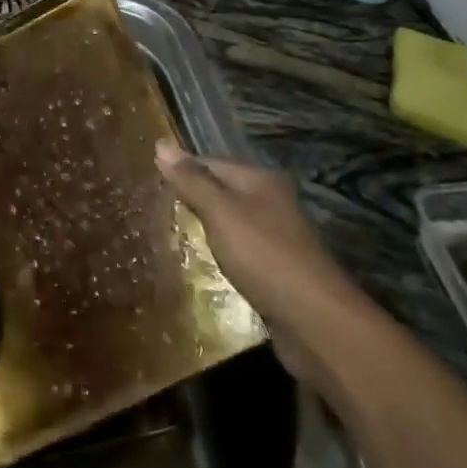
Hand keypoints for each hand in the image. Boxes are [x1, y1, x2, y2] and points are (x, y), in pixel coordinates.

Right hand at [156, 142, 384, 383]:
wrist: (316, 323)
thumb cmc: (265, 257)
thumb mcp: (221, 213)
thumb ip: (192, 181)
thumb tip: (160, 144)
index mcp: (261, 180)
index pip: (211, 163)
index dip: (182, 170)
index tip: (149, 181)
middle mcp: (272, 202)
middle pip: (222, 192)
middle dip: (193, 200)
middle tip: (155, 209)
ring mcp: (278, 238)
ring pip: (232, 224)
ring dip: (207, 230)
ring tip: (171, 237)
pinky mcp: (278, 272)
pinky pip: (241, 253)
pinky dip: (222, 256)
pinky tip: (204, 265)